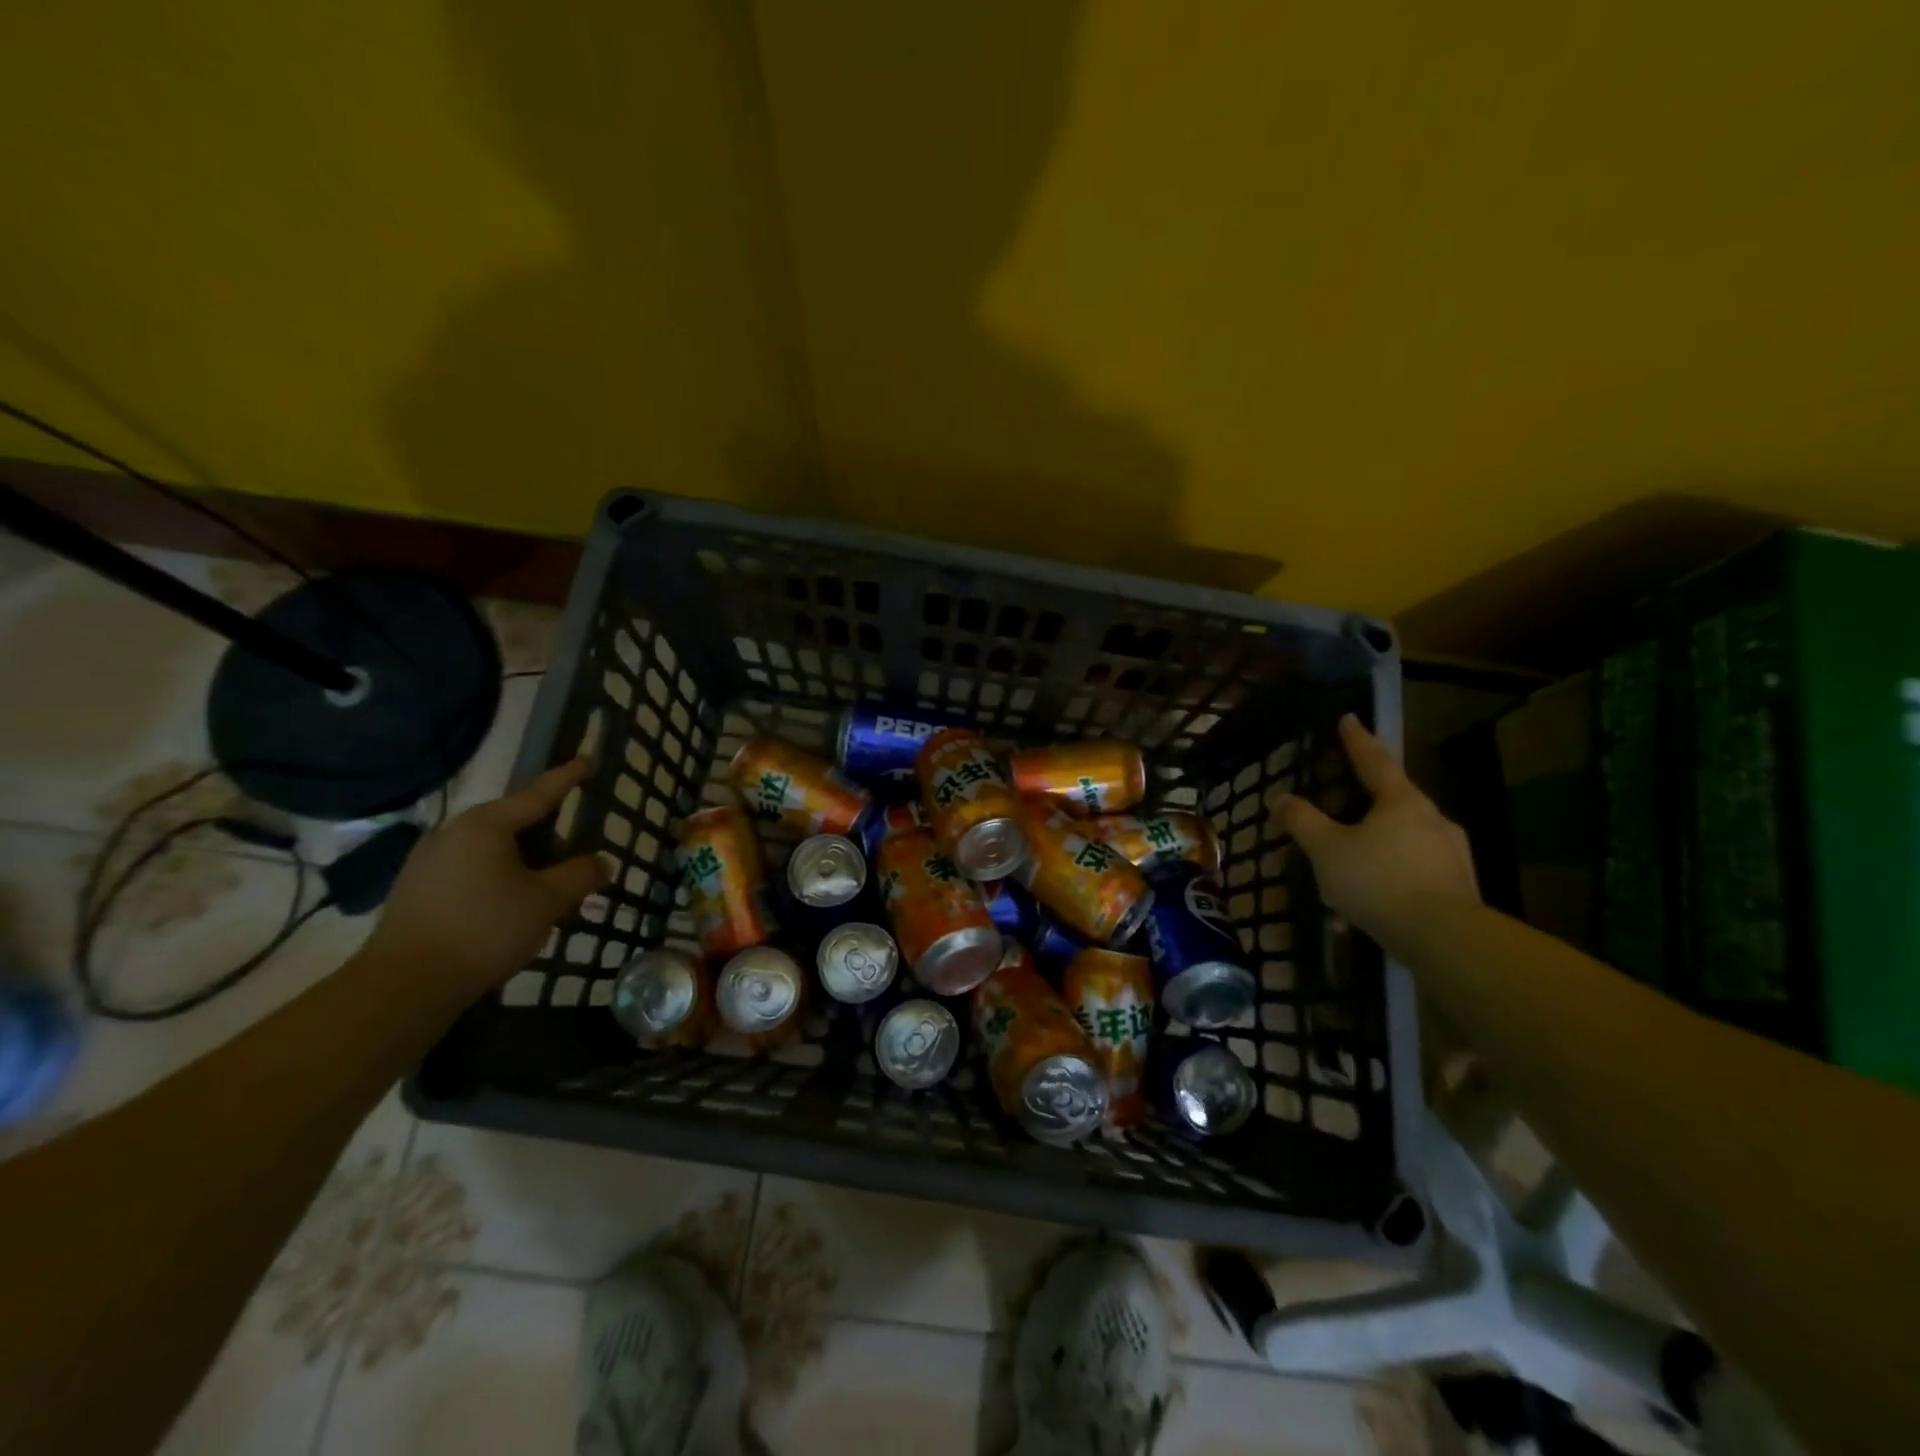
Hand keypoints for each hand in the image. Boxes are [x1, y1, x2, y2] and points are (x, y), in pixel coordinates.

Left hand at [362, 758, 610, 994]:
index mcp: (486, 824)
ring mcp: (429, 861)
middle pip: (516, 824)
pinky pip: (472, 872)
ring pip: (494, 851)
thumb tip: (601, 862)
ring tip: (548, 896)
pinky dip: (500, 881)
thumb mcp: (548, 901)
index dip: (567, 778)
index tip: (587, 759)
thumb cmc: (485, 930)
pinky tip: (511, 911)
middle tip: (577, 865)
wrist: (404, 986)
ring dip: (526, 866)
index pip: (539, 793)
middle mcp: (454, 832)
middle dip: (551, 841)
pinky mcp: (417, 890)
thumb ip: (580, 875)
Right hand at [1273, 715, 1478, 955]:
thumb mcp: (1326, 850)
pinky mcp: (1458, 886)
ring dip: (1376, 845)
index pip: (1374, 760)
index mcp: (1401, 801)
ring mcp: (1450, 853)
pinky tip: (1367, 905)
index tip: (1349, 718)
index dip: (1357, 740)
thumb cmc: (1379, 881)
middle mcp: (1432, 819)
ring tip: (1348, 867)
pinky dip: (1389, 877)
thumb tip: (1280, 798)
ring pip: (1403, 839)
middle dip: (1366, 801)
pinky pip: (1413, 871)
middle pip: (1393, 800)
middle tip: (1341, 805)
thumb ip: (1302, 821)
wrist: (1444, 938)